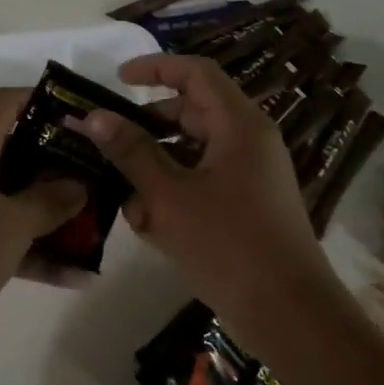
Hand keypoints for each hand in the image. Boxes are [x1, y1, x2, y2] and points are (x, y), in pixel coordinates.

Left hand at [0, 89, 86, 359]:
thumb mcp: (12, 224)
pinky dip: (27, 249)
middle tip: (97, 176)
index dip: (45, 101)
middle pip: (13, 151)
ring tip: (96, 229)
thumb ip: (50, 202)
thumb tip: (77, 184)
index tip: (82, 117)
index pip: (8, 102)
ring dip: (47, 214)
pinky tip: (73, 278)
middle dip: (56, 165)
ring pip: (7, 197)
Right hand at [77, 54, 338, 318]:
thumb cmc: (228, 243)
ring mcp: (249, 176)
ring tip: (126, 201)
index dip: (155, 68)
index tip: (117, 79)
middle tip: (107, 145)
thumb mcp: (168, 195)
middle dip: (146, 130)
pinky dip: (173, 195)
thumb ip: (130, 151)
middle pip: (190, 113)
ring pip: (190, 154)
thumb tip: (93, 116)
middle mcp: (248, 142)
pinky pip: (201, 184)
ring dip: (154, 171)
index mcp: (239, 125)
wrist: (290, 316)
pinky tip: (149, 227)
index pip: (195, 73)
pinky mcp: (245, 207)